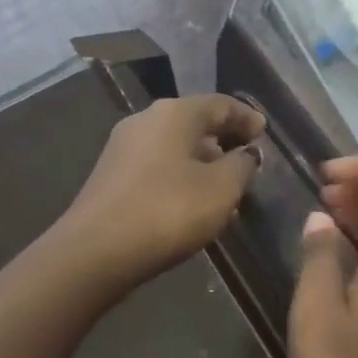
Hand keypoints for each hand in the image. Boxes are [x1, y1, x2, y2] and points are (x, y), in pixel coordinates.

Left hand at [55, 94, 264, 299]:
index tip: (264, 133)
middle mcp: (146, 120)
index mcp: (175, 113)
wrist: (94, 253)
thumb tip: (246, 154)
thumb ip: (242, 165)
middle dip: (224, 140)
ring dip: (202, 163)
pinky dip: (181, 176)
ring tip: (224, 189)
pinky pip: (157, 167)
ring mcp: (123, 148)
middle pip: (195, 123)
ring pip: (175, 147)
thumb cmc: (168, 210)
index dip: (246, 117)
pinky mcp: (111, 177)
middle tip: (247, 161)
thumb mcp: (222, 189)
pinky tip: (192, 202)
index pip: (220, 104)